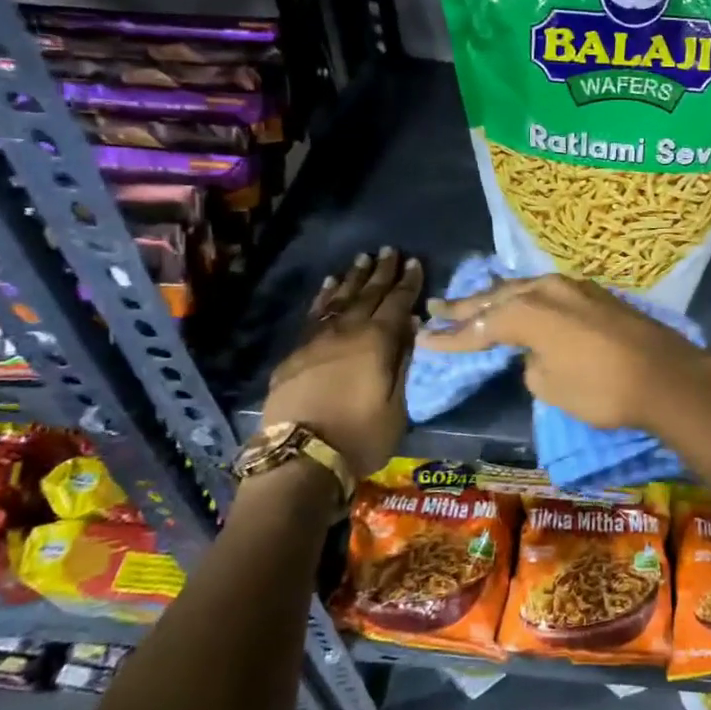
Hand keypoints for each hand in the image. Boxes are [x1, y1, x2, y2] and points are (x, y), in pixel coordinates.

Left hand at [260, 247, 422, 478]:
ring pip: (339, 300)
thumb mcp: (396, 405)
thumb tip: (410, 326)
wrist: (300, 459)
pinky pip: (314, 315)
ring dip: (353, 279)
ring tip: (362, 259)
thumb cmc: (360, 437)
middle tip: (390, 250)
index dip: (408, 283)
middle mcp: (347, 332)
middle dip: (381, 272)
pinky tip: (329, 286)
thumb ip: (402, 362)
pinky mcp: (295, 354)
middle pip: (368, 295)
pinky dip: (324, 298)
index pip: (397, 304)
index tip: (415, 263)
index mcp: (377, 342)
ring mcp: (317, 341)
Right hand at [416, 274, 710, 433]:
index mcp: (528, 313)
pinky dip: (526, 296)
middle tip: (437, 307)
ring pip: (523, 288)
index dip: (451, 338)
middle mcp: (546, 290)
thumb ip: (531, 364)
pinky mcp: (595, 294)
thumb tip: (536, 353)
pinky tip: (521, 298)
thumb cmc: (602, 389)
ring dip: (496, 296)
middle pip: (497, 298)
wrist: (666, 376)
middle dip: (466, 306)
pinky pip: (548, 290)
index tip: (424, 341)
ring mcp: (574, 287)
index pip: (480, 327)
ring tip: (472, 299)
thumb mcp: (551, 387)